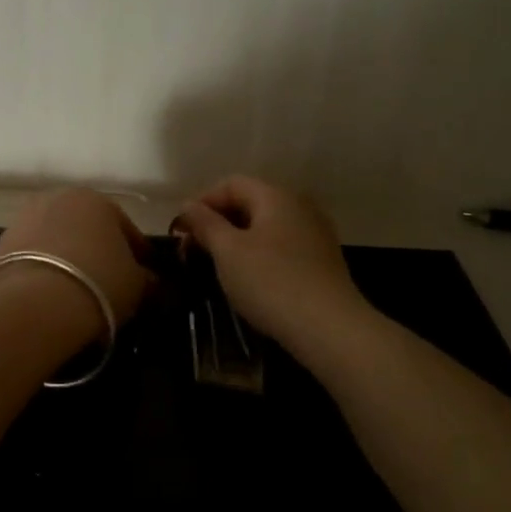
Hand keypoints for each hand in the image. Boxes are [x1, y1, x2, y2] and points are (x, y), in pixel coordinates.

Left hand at [0, 188, 152, 334]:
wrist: (35, 304)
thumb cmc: (98, 284)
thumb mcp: (137, 285)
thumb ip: (146, 278)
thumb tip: (148, 279)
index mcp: (97, 200)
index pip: (126, 228)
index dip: (138, 254)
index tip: (143, 276)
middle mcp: (58, 199)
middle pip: (86, 229)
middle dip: (97, 251)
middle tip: (107, 283)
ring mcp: (24, 219)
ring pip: (56, 241)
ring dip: (67, 259)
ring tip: (76, 290)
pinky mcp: (0, 244)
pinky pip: (32, 257)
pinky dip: (43, 270)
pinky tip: (50, 294)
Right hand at [174, 176, 367, 350]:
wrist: (328, 327)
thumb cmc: (270, 282)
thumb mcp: (228, 252)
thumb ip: (205, 224)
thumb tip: (188, 206)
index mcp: (276, 196)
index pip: (231, 184)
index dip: (202, 203)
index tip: (181, 232)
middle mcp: (300, 206)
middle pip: (250, 203)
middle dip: (218, 223)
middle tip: (193, 251)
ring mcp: (315, 233)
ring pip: (266, 227)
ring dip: (237, 241)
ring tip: (217, 267)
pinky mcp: (322, 260)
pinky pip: (282, 246)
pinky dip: (259, 255)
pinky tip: (249, 279)